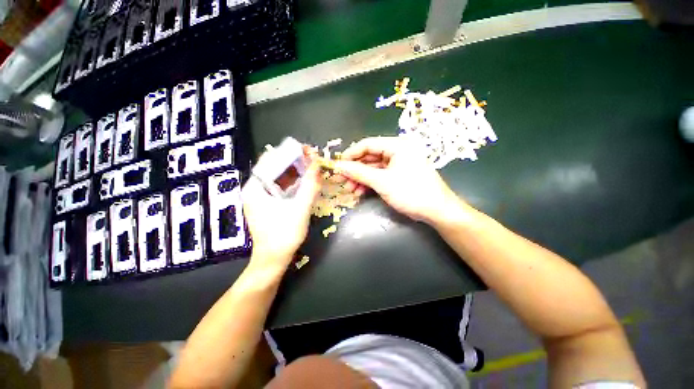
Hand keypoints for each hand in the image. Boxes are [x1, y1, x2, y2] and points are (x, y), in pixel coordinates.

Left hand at [242, 157, 320, 268]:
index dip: (288, 152)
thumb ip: (309, 186)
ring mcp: (260, 197)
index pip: (269, 160)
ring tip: (312, 167)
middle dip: (294, 161)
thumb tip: (317, 165)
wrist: (274, 260)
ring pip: (278, 177)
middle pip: (274, 167)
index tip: (306, 150)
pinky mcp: (268, 204)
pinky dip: (293, 182)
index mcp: (255, 188)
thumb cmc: (284, 235)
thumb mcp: (300, 209)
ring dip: (295, 171)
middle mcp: (254, 189)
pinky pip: (281, 187)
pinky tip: (305, 181)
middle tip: (313, 158)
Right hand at [334, 137, 464, 224]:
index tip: (338, 165)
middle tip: (341, 180)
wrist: (436, 211)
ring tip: (349, 189)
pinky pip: (379, 176)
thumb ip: (359, 172)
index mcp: (397, 146)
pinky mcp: (398, 175)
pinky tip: (359, 192)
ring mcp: (398, 164)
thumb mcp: (382, 182)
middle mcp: (397, 151)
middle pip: (369, 157)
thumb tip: (339, 166)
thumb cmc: (411, 192)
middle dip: (354, 170)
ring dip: (360, 178)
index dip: (351, 154)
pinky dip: (369, 183)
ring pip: (373, 168)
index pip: (368, 144)